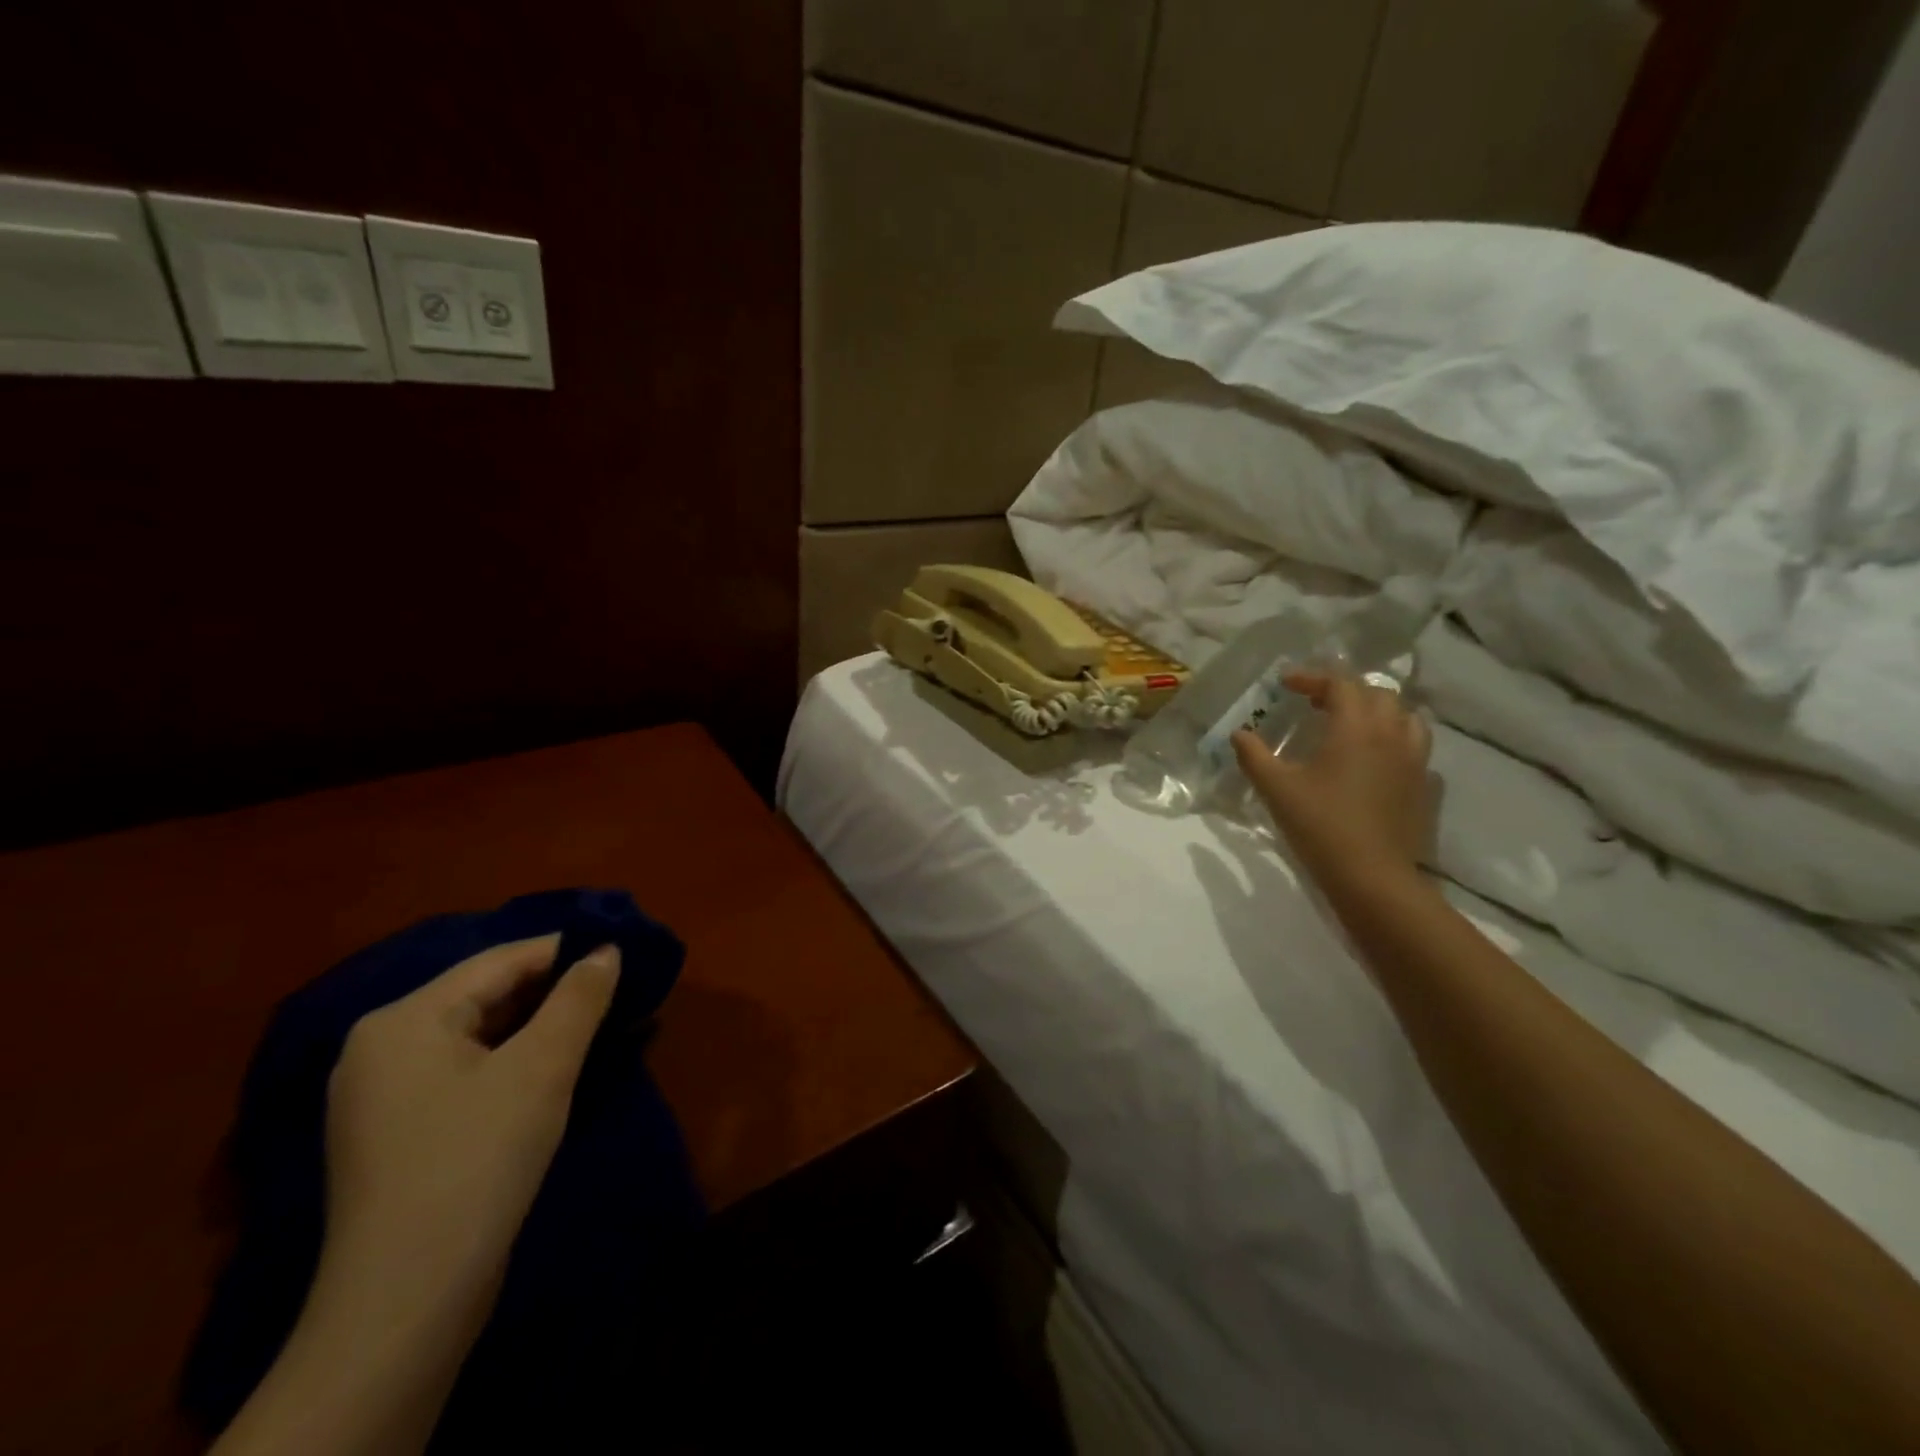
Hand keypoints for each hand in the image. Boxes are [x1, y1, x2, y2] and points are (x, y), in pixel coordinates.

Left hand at [323, 935, 621, 1292]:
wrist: (406, 1303)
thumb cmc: (477, 1160)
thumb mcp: (543, 1067)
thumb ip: (579, 998)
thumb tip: (607, 950)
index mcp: (403, 1019)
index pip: (499, 962)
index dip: (565, 951)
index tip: (621, 951)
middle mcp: (381, 1047)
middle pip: (485, 996)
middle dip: (554, 992)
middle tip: (617, 991)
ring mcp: (382, 1096)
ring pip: (478, 1036)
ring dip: (539, 1028)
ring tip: (598, 1026)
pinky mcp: (397, 1134)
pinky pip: (466, 1073)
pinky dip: (514, 1062)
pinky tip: (554, 1071)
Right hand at [1233, 672, 1432, 886]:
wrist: (1372, 876)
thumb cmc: (1320, 825)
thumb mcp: (1276, 789)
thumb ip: (1254, 756)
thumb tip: (1239, 734)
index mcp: (1356, 728)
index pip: (1340, 684)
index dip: (1312, 677)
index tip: (1285, 684)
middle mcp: (1391, 734)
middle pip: (1376, 694)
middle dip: (1344, 690)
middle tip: (1314, 702)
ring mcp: (1414, 760)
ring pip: (1404, 716)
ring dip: (1376, 710)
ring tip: (1350, 723)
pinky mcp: (1423, 785)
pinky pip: (1415, 745)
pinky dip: (1395, 738)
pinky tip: (1375, 758)